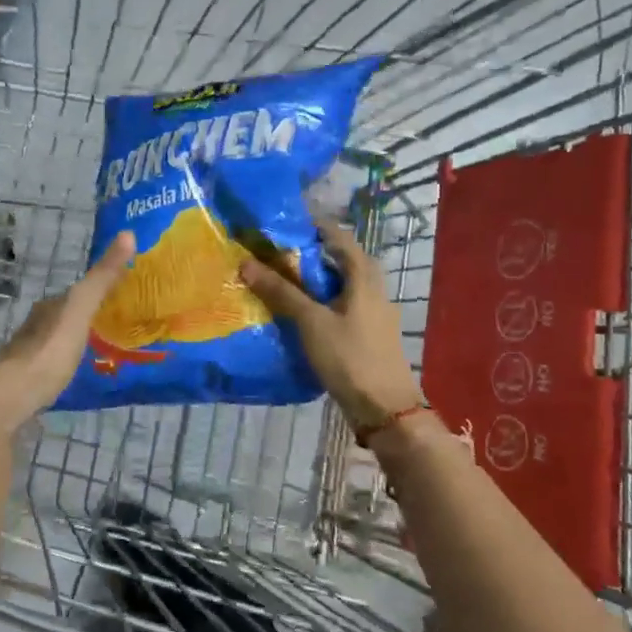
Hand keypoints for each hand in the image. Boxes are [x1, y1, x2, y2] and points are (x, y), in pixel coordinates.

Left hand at [0, 232, 135, 420]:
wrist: (15, 395)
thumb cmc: (51, 350)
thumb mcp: (81, 308)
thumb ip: (102, 277)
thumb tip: (128, 233)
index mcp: (50, 306)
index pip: (77, 292)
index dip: (99, 292)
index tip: (123, 297)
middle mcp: (37, 324)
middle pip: (67, 315)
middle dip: (89, 318)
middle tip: (118, 327)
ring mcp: (30, 353)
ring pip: (60, 340)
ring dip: (78, 341)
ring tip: (105, 351)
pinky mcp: (29, 380)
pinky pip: (55, 363)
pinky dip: (68, 362)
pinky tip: (80, 373)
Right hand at [239, 221, 423, 426]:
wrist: (385, 408)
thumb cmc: (350, 357)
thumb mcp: (311, 321)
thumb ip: (281, 291)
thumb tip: (247, 263)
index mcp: (364, 276)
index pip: (338, 236)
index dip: (312, 225)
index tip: (282, 222)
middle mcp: (373, 287)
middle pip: (340, 259)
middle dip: (309, 253)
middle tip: (275, 252)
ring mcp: (372, 312)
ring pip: (340, 284)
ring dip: (313, 279)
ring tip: (280, 279)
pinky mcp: (367, 333)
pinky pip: (341, 305)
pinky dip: (320, 301)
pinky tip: (298, 313)